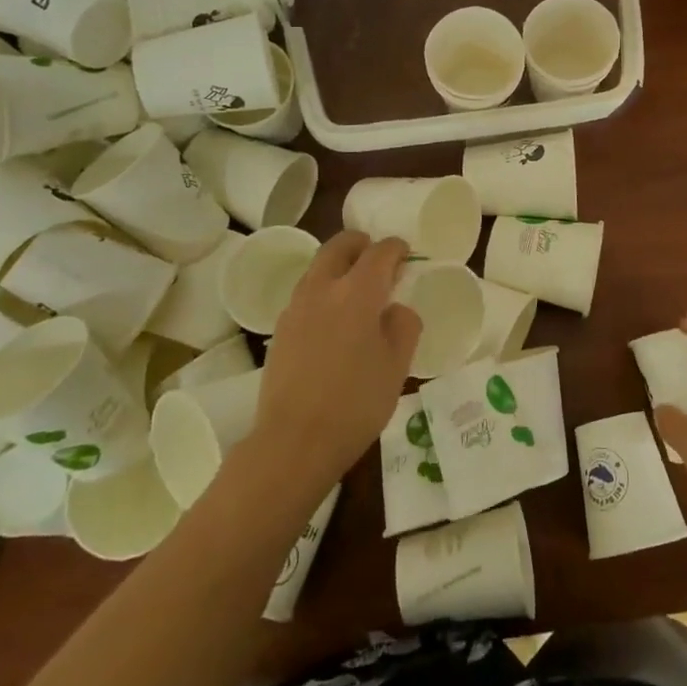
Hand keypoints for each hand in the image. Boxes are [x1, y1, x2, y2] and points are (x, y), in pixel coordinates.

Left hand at [254, 232, 421, 492]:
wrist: (294, 441)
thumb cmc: (356, 402)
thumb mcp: (398, 365)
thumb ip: (404, 325)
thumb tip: (394, 310)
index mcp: (357, 292)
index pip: (379, 252)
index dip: (395, 248)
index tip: (406, 253)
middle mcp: (323, 289)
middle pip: (339, 247)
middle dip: (360, 244)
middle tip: (377, 256)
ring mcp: (296, 308)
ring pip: (318, 268)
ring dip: (339, 266)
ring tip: (357, 288)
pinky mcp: (280, 330)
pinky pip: (307, 294)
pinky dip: (324, 291)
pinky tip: (335, 319)